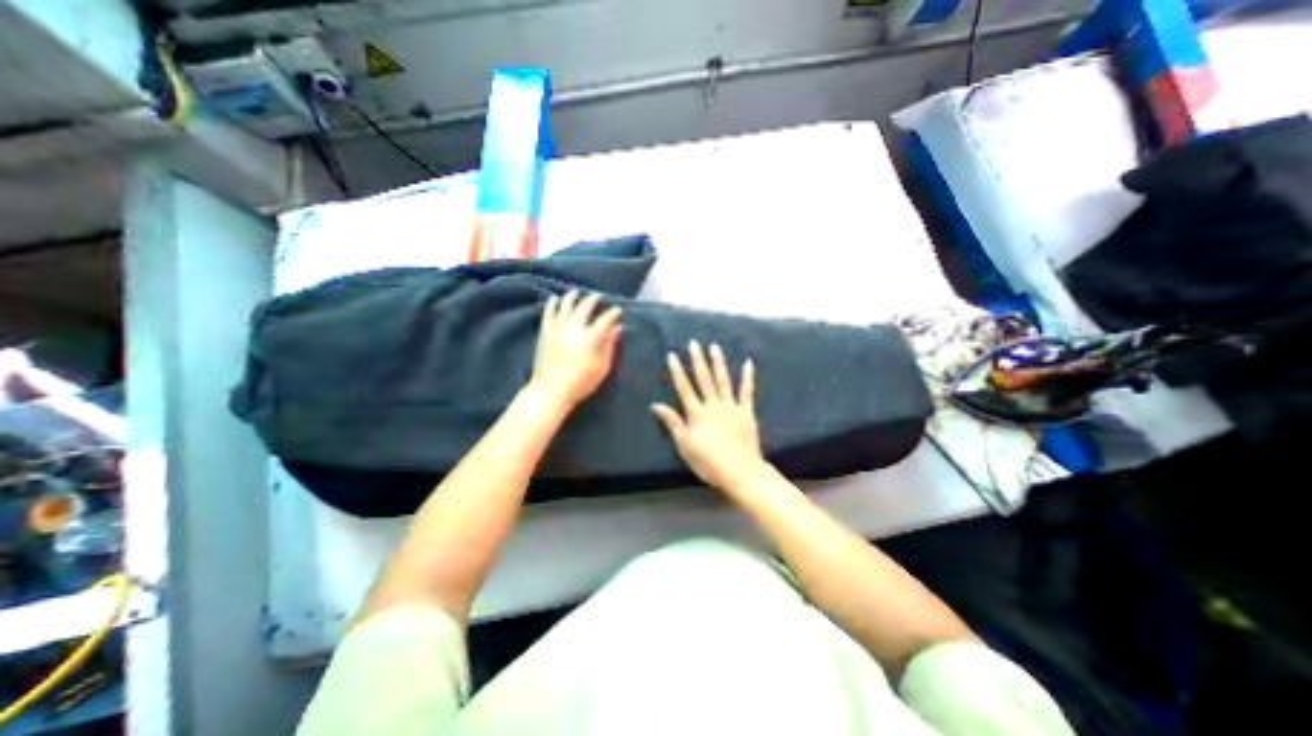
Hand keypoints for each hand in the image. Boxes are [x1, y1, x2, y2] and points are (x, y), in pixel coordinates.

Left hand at [530, 290, 619, 408]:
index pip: (604, 320)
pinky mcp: (546, 333)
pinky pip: (548, 314)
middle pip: (584, 308)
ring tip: (575, 292)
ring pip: (565, 306)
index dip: (612, 313)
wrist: (551, 390)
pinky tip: (554, 299)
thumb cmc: (581, 382)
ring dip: (571, 297)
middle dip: (592, 300)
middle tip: (597, 296)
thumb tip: (617, 328)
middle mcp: (574, 328)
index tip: (617, 310)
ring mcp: (558, 329)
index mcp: (590, 338)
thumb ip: (610, 345)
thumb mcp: (602, 367)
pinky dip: (551, 305)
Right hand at [648, 340, 763, 490]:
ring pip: (723, 380)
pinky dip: (747, 377)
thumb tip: (656, 405)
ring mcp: (731, 407)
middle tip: (695, 343)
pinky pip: (747, 391)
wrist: (740, 471)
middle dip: (698, 360)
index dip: (677, 371)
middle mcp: (713, 405)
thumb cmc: (708, 462)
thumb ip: (672, 423)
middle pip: (704, 379)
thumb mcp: (684, 445)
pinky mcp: (746, 412)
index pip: (684, 388)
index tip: (673, 355)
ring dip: (718, 363)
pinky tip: (748, 363)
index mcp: (697, 413)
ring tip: (714, 347)